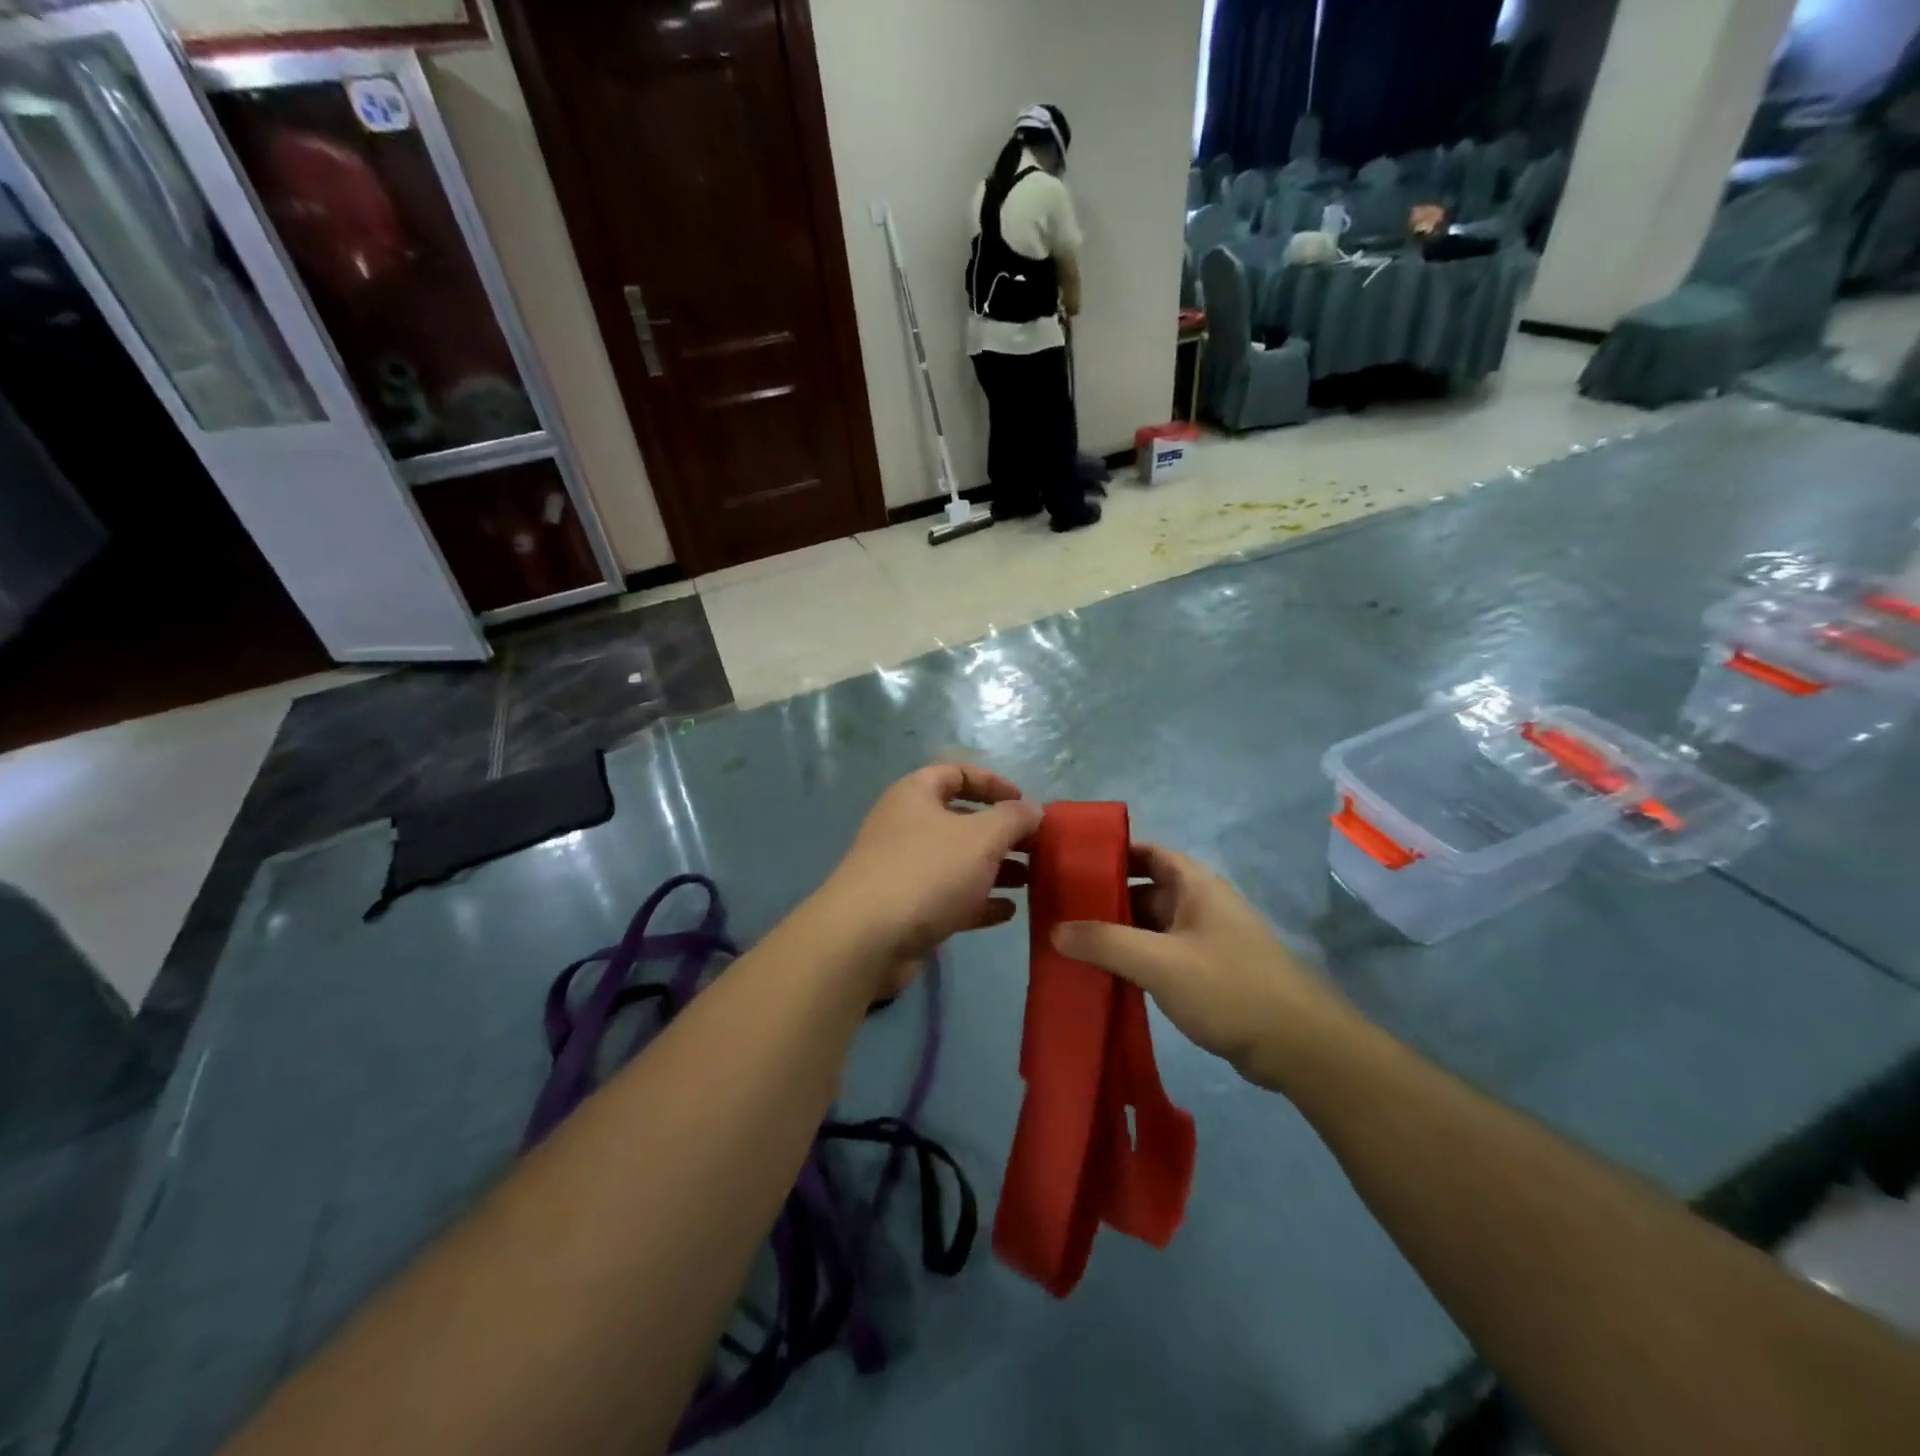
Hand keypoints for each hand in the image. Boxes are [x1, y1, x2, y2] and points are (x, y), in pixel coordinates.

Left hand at [818, 765, 1040, 986]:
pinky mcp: (906, 909)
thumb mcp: (981, 837)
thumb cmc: (927, 871)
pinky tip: (1007, 912)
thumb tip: (1033, 810)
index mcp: (915, 795)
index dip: (993, 783)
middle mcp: (906, 826)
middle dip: (1001, 833)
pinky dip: (978, 901)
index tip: (1025, 804)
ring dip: (995, 869)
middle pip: (961, 820)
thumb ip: (1013, 819)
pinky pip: (949, 897)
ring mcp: (903, 869)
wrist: (866, 939)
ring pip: (957, 861)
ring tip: (1031, 881)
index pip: (957, 773)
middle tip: (1037, 848)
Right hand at [1053, 844, 1354, 1090]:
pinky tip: (1104, 975)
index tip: (1070, 862)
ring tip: (1070, 943)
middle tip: (1059, 909)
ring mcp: (1205, 941)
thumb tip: (1055, 930)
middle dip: (1104, 898)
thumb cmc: (1228, 988)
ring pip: (1150, 927)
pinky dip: (1133, 960)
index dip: (1110, 852)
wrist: (1298, 1047)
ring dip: (1116, 933)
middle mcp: (1200, 905)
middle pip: (1144, 890)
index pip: (1147, 852)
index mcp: (1195, 885)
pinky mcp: (1207, 974)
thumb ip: (1105, 942)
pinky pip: (1160, 956)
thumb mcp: (1159, 961)